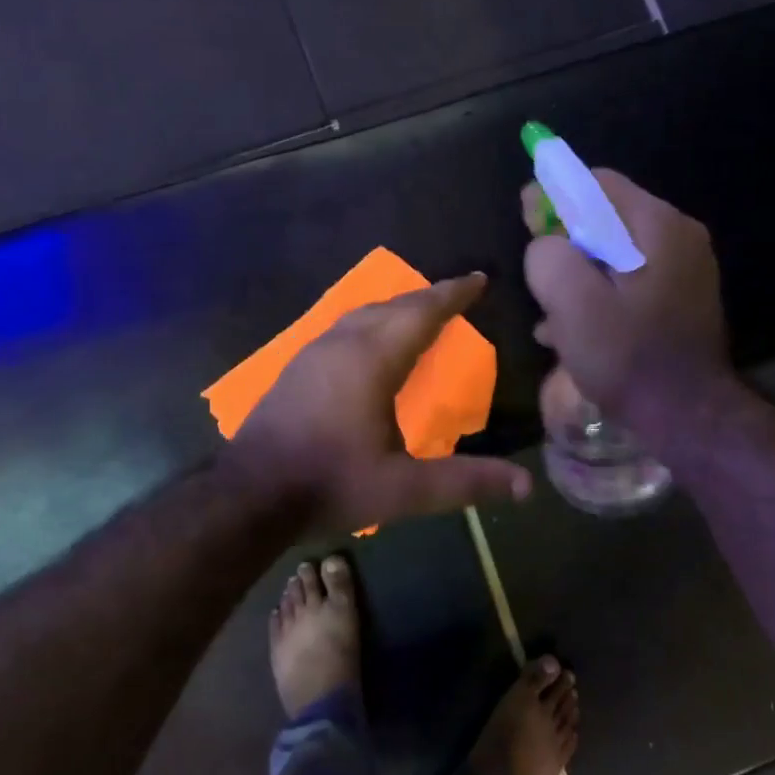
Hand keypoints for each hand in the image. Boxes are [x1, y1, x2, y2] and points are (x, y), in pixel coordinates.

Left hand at [223, 275, 532, 533]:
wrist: (248, 496)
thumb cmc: (332, 484)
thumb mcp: (405, 491)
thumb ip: (465, 482)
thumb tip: (526, 486)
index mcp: (373, 359)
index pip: (422, 312)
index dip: (453, 294)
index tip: (478, 279)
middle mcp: (343, 344)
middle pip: (393, 305)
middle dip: (429, 296)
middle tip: (457, 293)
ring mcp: (314, 352)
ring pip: (364, 313)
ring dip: (398, 307)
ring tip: (421, 312)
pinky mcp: (297, 368)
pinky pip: (345, 327)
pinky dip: (372, 322)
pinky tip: (372, 341)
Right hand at [522, 170, 729, 421]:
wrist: (688, 417)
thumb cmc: (628, 357)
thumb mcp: (573, 303)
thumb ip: (549, 256)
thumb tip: (546, 242)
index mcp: (658, 225)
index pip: (597, 184)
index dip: (555, 198)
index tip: (528, 226)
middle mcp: (679, 236)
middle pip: (606, 220)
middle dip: (567, 247)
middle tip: (541, 284)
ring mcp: (686, 269)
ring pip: (614, 255)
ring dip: (580, 279)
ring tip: (554, 318)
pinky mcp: (683, 299)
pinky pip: (631, 282)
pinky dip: (602, 297)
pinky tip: (577, 333)